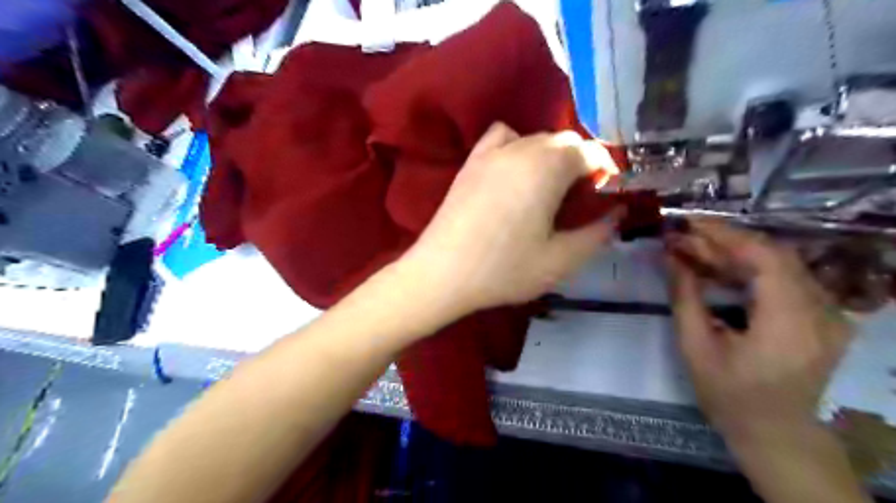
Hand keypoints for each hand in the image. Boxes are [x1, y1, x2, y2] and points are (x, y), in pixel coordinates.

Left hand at [401, 121, 621, 318]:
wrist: (442, 273)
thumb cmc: (504, 269)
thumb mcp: (560, 261)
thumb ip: (596, 234)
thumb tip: (616, 214)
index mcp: (548, 168)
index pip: (590, 152)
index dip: (605, 170)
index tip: (607, 194)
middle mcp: (522, 149)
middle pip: (564, 141)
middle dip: (580, 162)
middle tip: (580, 197)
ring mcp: (492, 153)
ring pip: (535, 138)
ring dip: (551, 155)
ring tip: (549, 187)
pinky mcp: (471, 162)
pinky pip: (502, 137)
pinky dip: (517, 145)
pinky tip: (514, 171)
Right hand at [664, 221, 852, 443]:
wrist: (775, 433)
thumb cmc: (729, 396)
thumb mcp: (695, 347)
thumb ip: (685, 296)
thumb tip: (670, 255)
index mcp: (789, 324)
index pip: (765, 259)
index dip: (725, 235)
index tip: (687, 223)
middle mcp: (820, 312)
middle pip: (773, 255)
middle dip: (723, 241)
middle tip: (681, 236)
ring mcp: (827, 313)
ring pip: (778, 263)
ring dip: (732, 253)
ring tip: (691, 249)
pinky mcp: (821, 315)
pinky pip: (783, 278)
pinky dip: (747, 268)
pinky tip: (716, 267)